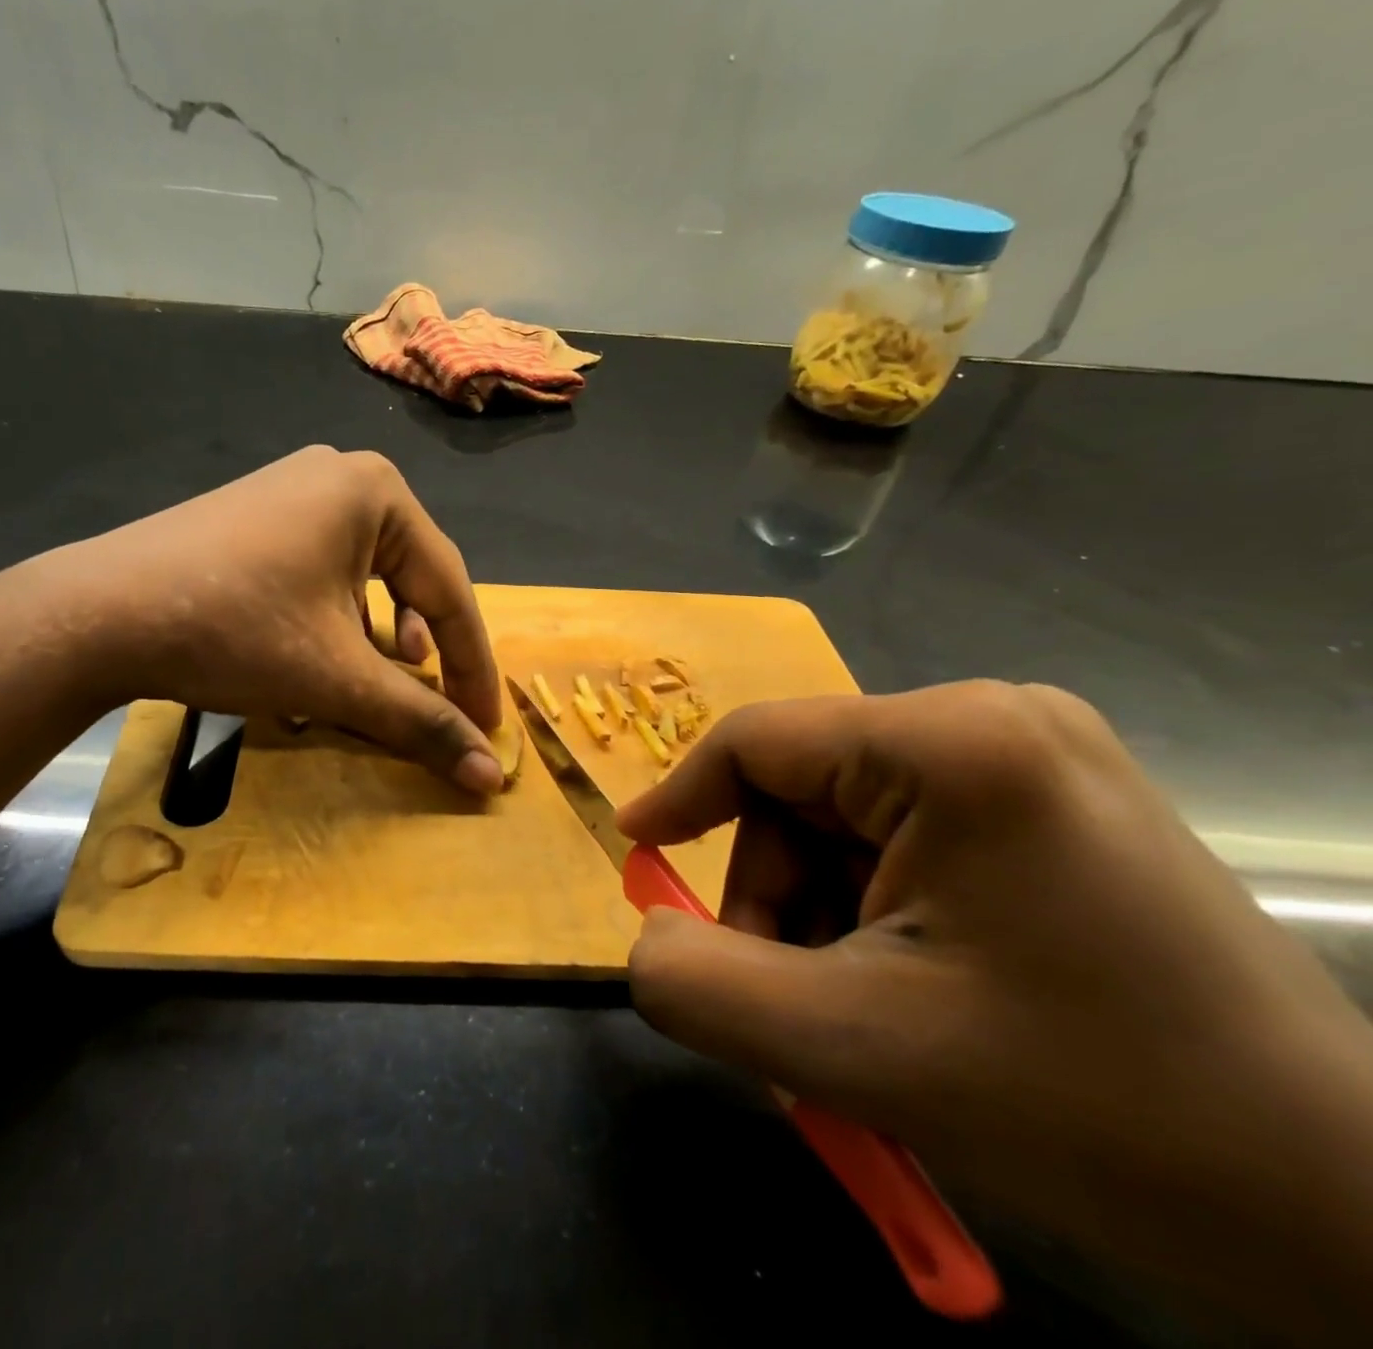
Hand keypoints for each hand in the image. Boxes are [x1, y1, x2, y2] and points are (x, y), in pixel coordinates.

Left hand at [53, 446, 505, 791]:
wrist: (95, 614)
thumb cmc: (236, 631)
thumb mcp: (340, 679)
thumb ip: (422, 721)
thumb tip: (492, 776)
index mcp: (378, 493)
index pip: (451, 588)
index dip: (472, 666)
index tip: (487, 726)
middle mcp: (340, 477)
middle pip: (411, 577)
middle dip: (427, 647)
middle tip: (437, 699)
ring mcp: (291, 490)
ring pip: (365, 575)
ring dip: (381, 636)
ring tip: (383, 677)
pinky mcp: (254, 515)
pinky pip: (322, 569)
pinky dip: (336, 617)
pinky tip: (321, 655)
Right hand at [618, 681, 1372, 1338]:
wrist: (1354, 1216)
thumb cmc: (1098, 1111)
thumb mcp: (858, 1052)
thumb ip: (703, 988)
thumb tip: (645, 938)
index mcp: (952, 744)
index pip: (757, 742)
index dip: (680, 798)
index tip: (636, 853)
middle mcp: (992, 720)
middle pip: (802, 791)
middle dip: (775, 896)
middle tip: (787, 998)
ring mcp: (1031, 758)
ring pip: (847, 822)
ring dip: (822, 914)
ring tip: (857, 1013)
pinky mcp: (1050, 805)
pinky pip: (904, 838)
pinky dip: (874, 912)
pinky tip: (912, 988)